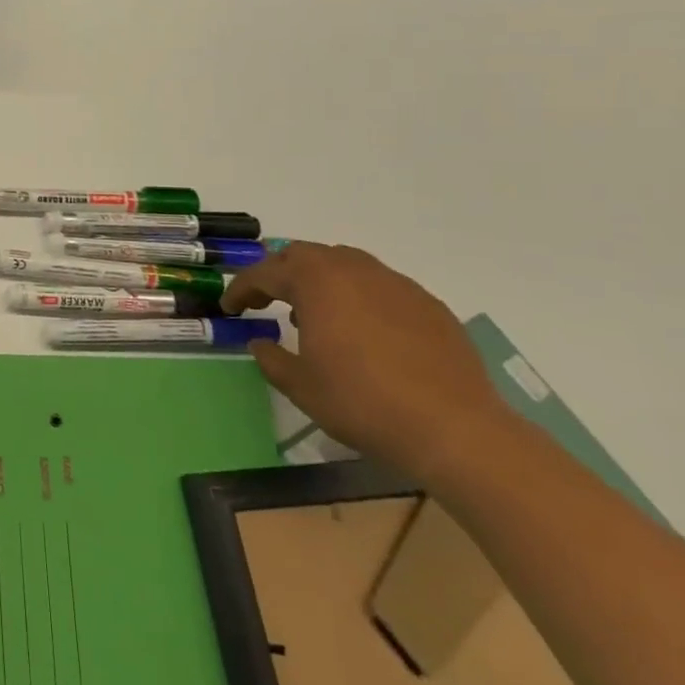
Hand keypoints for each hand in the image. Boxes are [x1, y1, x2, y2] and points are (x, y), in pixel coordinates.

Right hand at [223, 242, 515, 482]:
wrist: (455, 430)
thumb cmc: (363, 403)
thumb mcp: (300, 386)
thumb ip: (271, 359)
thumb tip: (261, 343)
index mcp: (317, 283)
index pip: (265, 273)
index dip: (241, 288)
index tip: (229, 308)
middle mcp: (354, 271)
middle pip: (305, 255)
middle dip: (279, 273)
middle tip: (266, 300)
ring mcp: (396, 284)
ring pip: (345, 264)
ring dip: (320, 281)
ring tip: (314, 314)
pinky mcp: (428, 305)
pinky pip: (380, 286)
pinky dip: (358, 297)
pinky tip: (362, 331)